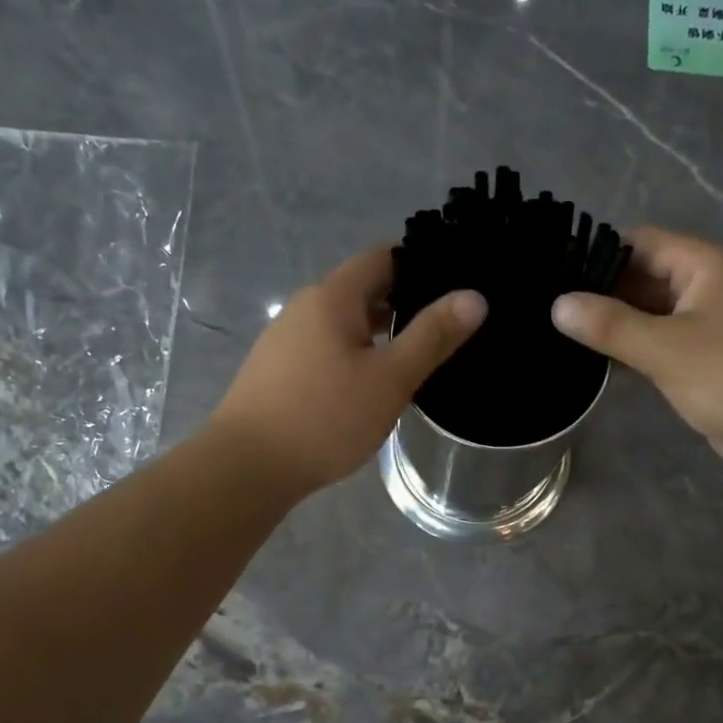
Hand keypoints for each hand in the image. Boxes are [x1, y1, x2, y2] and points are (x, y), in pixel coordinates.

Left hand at [208, 245, 485, 499]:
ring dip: (380, 333)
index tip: (456, 281)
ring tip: (418, 357)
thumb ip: (432, 336)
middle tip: (448, 326)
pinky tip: (373, 385)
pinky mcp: (279, 371)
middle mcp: (305, 307)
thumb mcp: (390, 379)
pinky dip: (356, 355)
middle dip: (405, 302)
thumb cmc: (325, 418)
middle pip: (363, 289)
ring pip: (345, 323)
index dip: (421, 262)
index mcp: (333, 296)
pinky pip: (327, 348)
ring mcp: (287, 339)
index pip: (383, 256)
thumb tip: (474, 297)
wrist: (248, 466)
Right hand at [549, 226, 722, 480]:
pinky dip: (632, 352)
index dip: (597, 253)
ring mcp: (708, 325)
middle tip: (545, 308)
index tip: (550, 271)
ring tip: (558, 334)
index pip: (641, 242)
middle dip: (600, 293)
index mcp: (705, 265)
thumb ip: (610, 326)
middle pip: (644, 278)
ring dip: (614, 326)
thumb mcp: (666, 348)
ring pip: (650, 316)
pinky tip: (595, 364)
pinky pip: (660, 346)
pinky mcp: (705, 361)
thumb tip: (557, 305)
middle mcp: (707, 287)